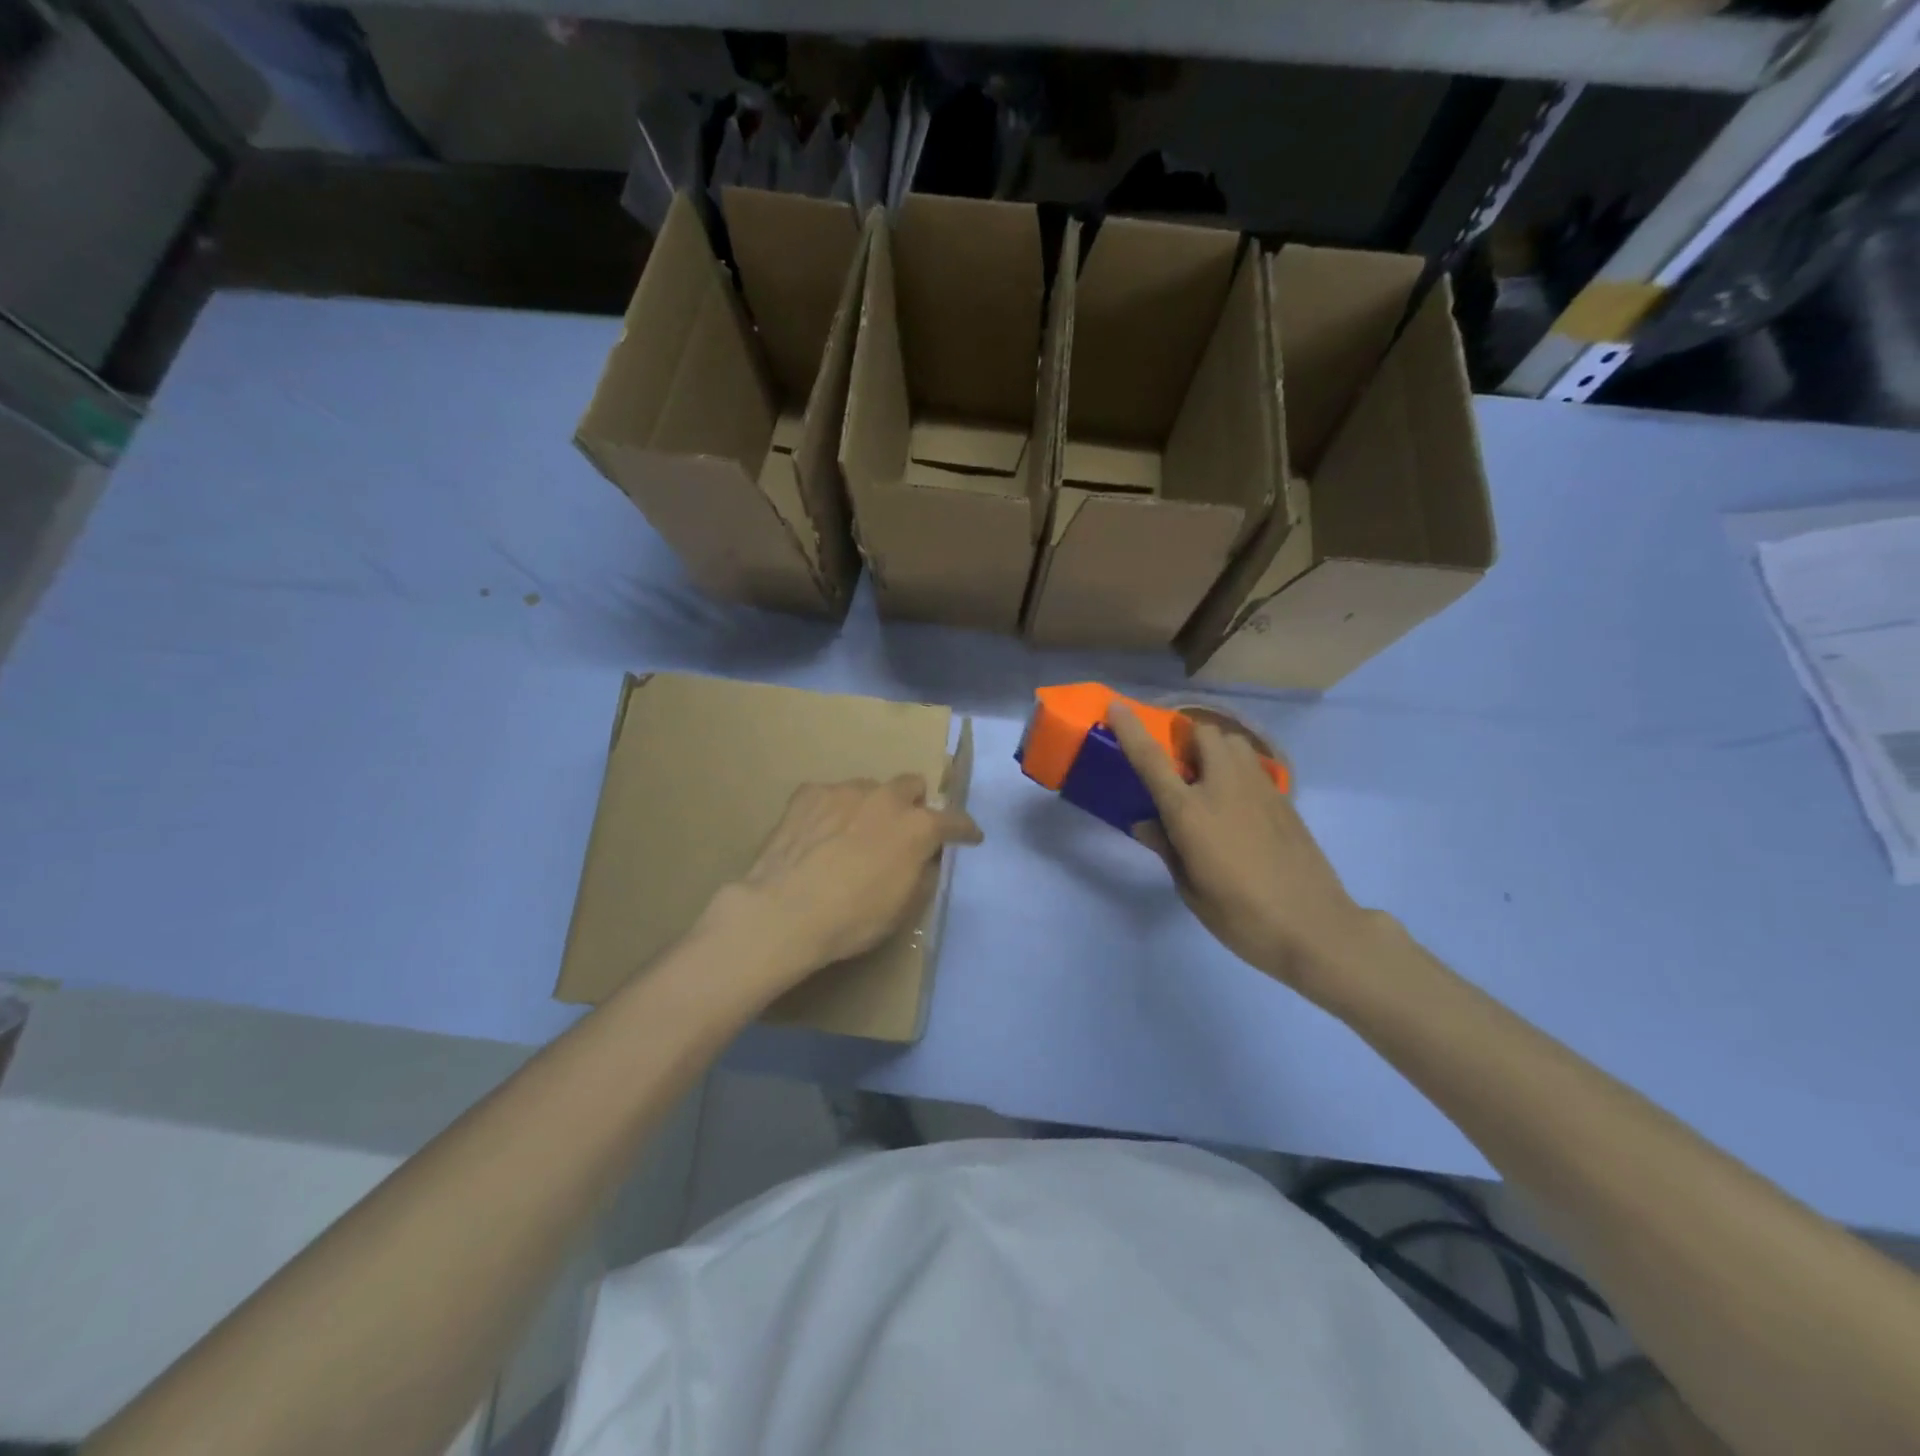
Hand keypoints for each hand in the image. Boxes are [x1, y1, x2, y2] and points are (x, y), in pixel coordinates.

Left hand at [702, 776, 982, 999]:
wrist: (783, 912)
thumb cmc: (852, 919)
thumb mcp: (902, 908)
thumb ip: (921, 874)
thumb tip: (924, 858)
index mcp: (917, 827)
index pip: (954, 820)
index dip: (965, 830)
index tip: (969, 837)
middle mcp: (886, 798)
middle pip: (911, 785)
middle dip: (913, 805)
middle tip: (900, 831)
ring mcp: (845, 791)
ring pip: (869, 790)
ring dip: (869, 808)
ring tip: (850, 837)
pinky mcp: (809, 793)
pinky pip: (830, 796)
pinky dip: (832, 812)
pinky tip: (818, 837)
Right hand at [1109, 704, 1376, 997]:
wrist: (1314, 927)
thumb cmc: (1241, 916)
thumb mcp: (1190, 888)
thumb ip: (1166, 847)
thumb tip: (1144, 822)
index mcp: (1190, 812)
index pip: (1152, 760)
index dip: (1131, 730)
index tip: (1117, 707)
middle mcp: (1224, 787)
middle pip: (1204, 733)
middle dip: (1187, 739)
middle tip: (1178, 767)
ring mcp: (1259, 789)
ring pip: (1234, 743)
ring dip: (1215, 750)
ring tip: (1208, 781)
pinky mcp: (1284, 800)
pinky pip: (1253, 766)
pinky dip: (1237, 770)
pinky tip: (1237, 805)